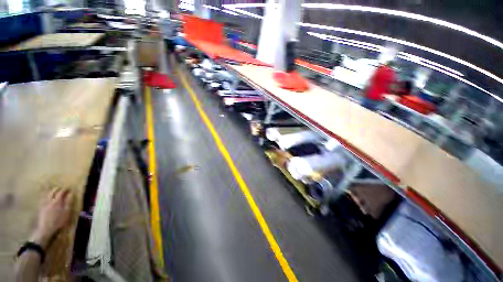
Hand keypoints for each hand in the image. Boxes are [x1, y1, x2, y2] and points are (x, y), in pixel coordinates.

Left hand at [30, 188, 72, 248]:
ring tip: (54, 191)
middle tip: (61, 188)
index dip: (65, 189)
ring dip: (51, 191)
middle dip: (57, 189)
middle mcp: (50, 201)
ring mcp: (44, 204)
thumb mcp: (66, 213)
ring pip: (47, 195)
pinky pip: (43, 199)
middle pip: (52, 192)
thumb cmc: (59, 221)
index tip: (69, 188)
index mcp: (57, 201)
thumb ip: (68, 203)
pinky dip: (46, 196)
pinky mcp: (41, 208)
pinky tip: (47, 197)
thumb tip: (71, 194)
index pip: (61, 192)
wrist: (46, 229)